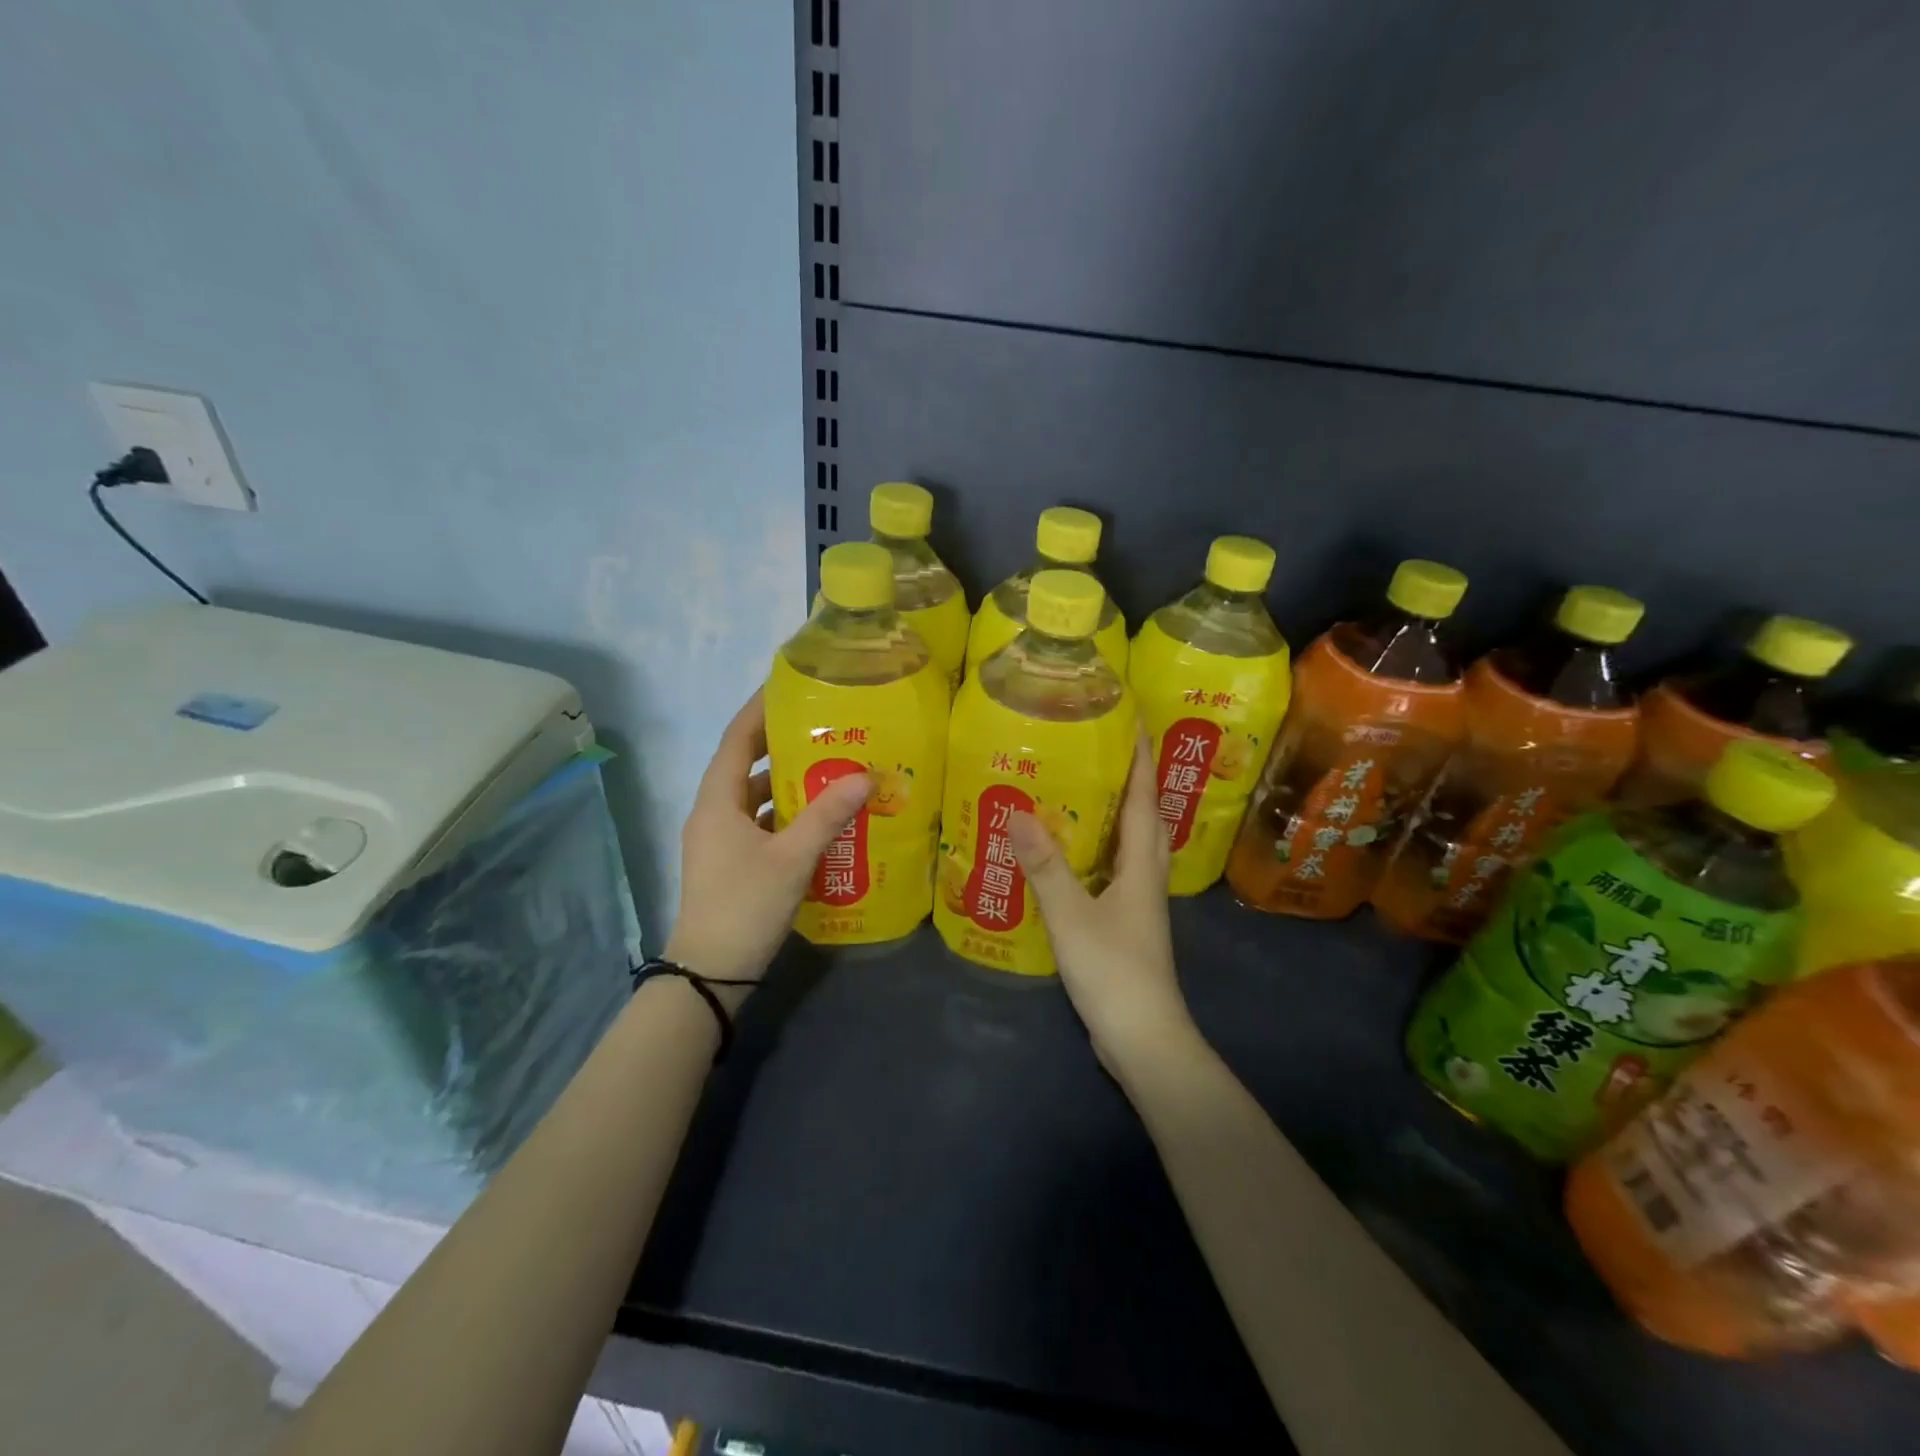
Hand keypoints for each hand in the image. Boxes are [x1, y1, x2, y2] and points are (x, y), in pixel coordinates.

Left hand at [664, 690, 871, 1002]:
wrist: (710, 974)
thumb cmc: (745, 906)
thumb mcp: (792, 858)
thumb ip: (828, 815)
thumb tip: (866, 776)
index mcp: (717, 801)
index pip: (737, 739)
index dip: (760, 709)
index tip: (790, 686)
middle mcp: (714, 813)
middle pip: (748, 765)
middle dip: (783, 745)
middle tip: (826, 727)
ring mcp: (721, 840)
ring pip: (756, 798)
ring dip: (789, 783)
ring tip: (832, 768)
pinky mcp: (732, 863)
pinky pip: (761, 824)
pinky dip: (788, 815)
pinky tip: (822, 819)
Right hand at [1008, 733, 1194, 1068]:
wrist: (1143, 1039)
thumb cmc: (1113, 971)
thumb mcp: (1071, 916)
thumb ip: (1044, 866)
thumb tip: (1018, 811)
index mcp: (1141, 867)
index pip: (1144, 801)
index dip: (1141, 762)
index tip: (1135, 724)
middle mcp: (1147, 879)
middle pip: (1147, 820)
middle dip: (1135, 783)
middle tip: (1108, 754)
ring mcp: (1139, 905)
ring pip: (1134, 848)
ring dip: (1120, 817)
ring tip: (1089, 794)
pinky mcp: (1127, 926)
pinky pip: (1118, 874)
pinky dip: (1102, 854)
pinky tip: (1075, 856)